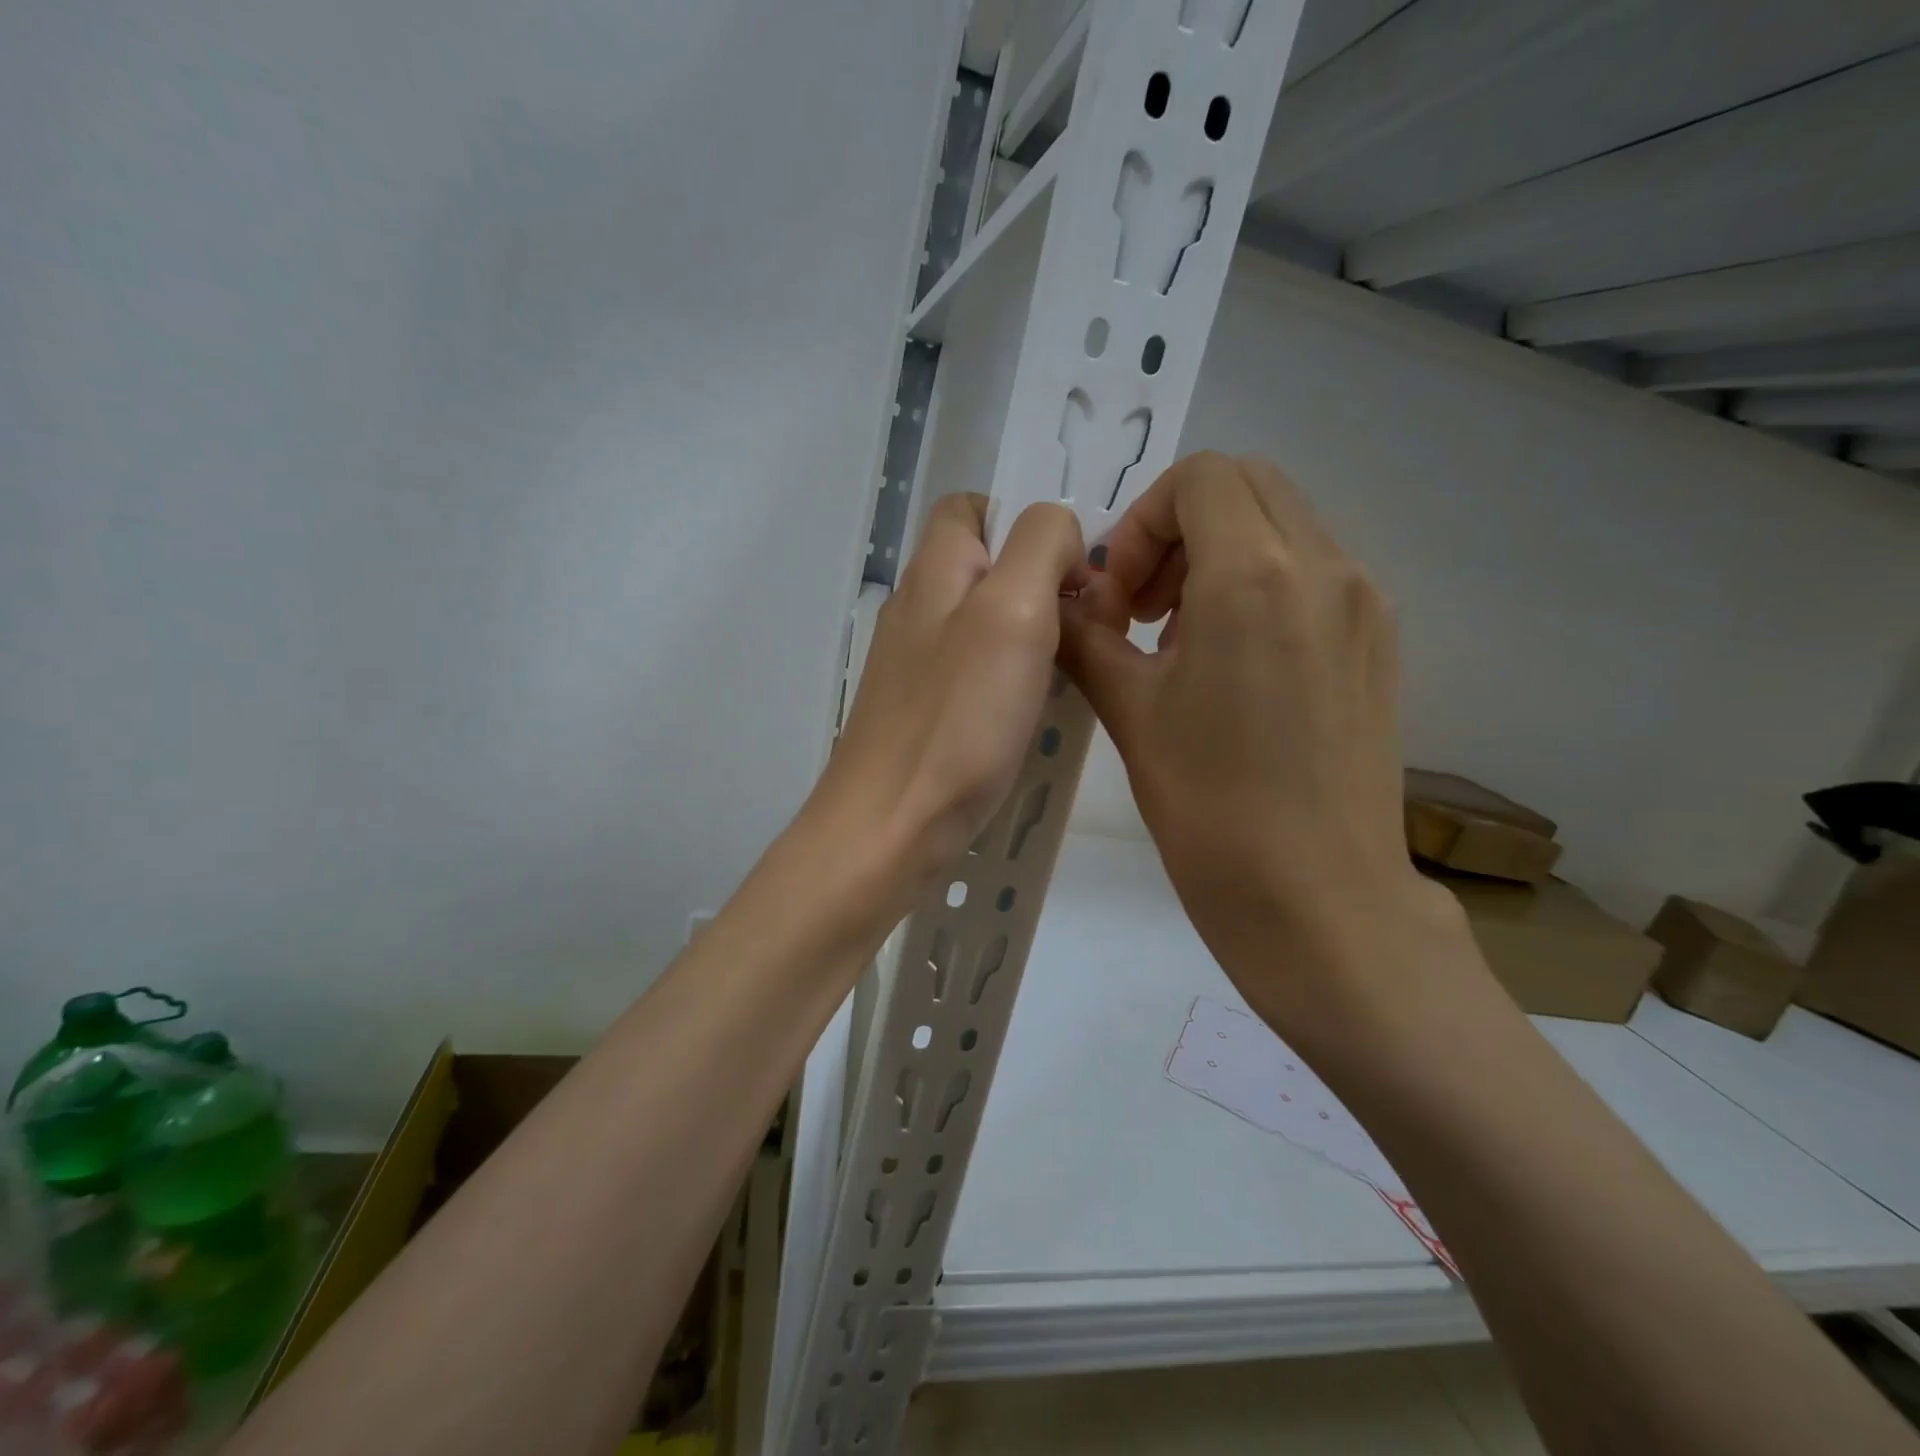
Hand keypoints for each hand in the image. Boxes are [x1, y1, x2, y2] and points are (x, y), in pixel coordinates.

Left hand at [807, 494, 1085, 918]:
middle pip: (987, 568)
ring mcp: (918, 664)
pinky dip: (1015, 680)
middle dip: (1044, 584)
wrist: (891, 826)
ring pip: (988, 624)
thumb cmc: (957, 718)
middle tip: (1088, 627)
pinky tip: (1038, 712)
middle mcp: (919, 608)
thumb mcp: (1013, 610)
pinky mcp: (927, 711)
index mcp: (934, 570)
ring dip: (1036, 637)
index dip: (1026, 522)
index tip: (1071, 569)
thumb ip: (1041, 546)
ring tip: (1074, 671)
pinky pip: (980, 673)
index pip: (972, 506)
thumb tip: (1059, 536)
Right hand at [1059, 452, 1450, 1027]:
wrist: (1317, 898)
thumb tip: (1061, 603)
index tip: (1120, 596)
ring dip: (1220, 554)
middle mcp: (1325, 567)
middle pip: (1246, 486)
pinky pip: (1314, 571)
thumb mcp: (1129, 711)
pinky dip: (1262, 583)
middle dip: (1180, 528)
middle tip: (1144, 606)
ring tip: (1183, 637)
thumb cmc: (1209, 807)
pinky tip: (1233, 661)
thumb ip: (1085, 637)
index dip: (1143, 522)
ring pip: (1284, 524)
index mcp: (1255, 576)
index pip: (1200, 478)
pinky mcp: (1380, 641)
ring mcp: (1364, 603)